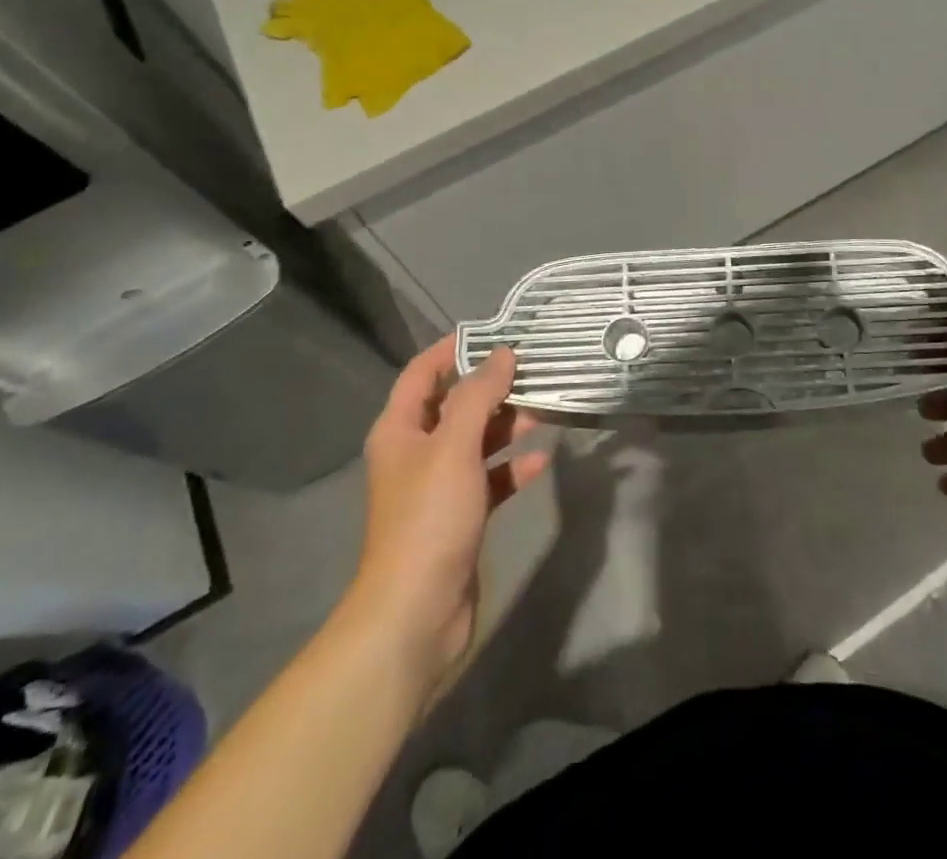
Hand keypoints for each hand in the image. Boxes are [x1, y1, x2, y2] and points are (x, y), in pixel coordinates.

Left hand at [339, 336, 548, 696]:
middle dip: (492, 388)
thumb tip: (503, 354)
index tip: (495, 333)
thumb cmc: (429, 518)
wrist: (415, 613)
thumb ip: (478, 396)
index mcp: (400, 430)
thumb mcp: (453, 446)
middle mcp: (415, 453)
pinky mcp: (460, 517)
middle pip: (455, 405)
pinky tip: (541, 462)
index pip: (422, 373)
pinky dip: (512, 468)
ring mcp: (438, 487)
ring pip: (476, 442)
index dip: (453, 349)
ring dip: (508, 426)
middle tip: (535, 371)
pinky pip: (490, 479)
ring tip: (546, 410)